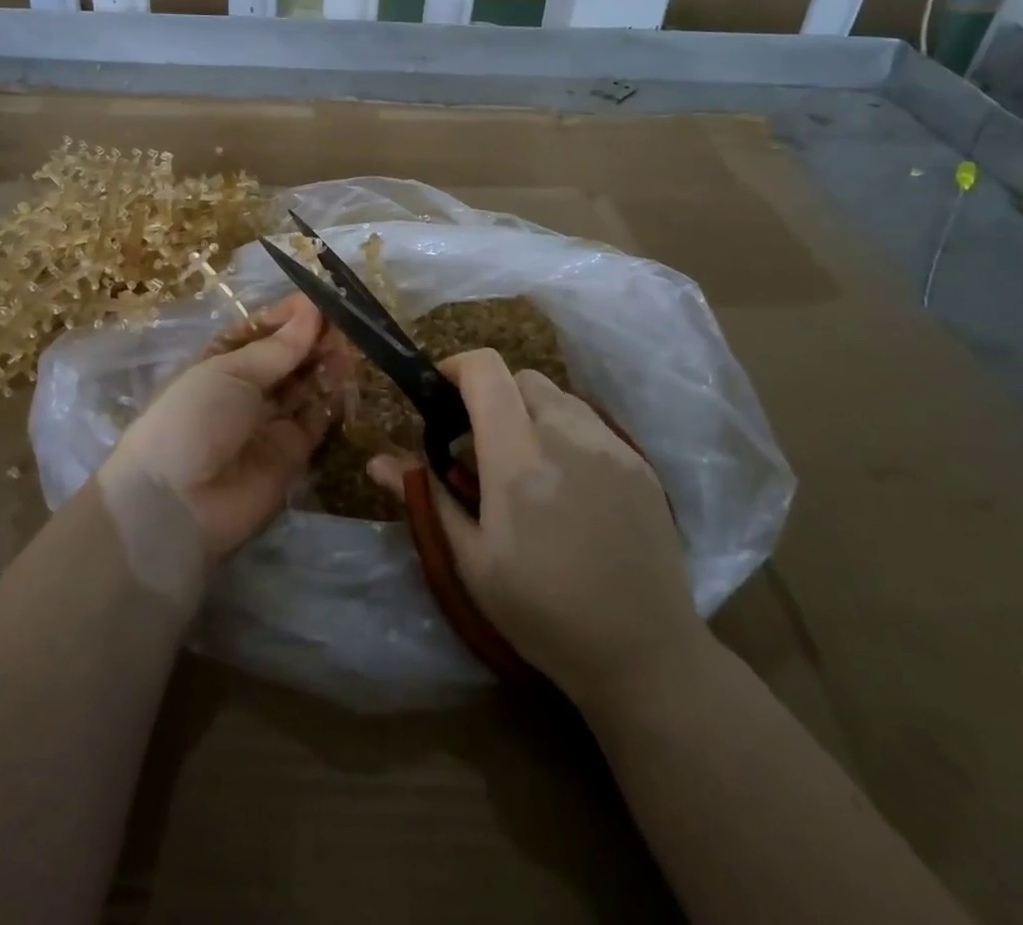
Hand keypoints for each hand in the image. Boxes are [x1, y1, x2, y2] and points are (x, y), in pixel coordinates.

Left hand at [98, 295, 349, 566]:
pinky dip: (332, 399)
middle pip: (287, 358)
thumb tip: (312, 312)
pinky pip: (317, 420)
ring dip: (326, 365)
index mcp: (219, 362)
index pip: (260, 331)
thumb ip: (277, 348)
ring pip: (306, 386)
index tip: (320, 300)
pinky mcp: (292, 454)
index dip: (288, 316)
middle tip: (345, 322)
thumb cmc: (192, 419)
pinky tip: (347, 377)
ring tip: (350, 345)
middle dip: (313, 339)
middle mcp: (245, 390)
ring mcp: (269, 422)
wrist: (177, 504)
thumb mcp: (228, 372)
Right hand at [369, 350, 705, 709]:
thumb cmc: (544, 615)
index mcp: (518, 460)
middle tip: (480, 444)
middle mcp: (567, 437)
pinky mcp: (639, 463)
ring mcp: (611, 446)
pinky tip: (567, 482)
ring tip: (526, 463)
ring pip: (558, 396)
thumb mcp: (472, 563)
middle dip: (492, 396)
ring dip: (530, 412)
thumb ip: (428, 498)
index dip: (457, 367)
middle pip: (521, 378)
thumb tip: (377, 461)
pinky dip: (565, 431)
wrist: (645, 655)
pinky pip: (591, 422)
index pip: (487, 371)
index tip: (441, 395)